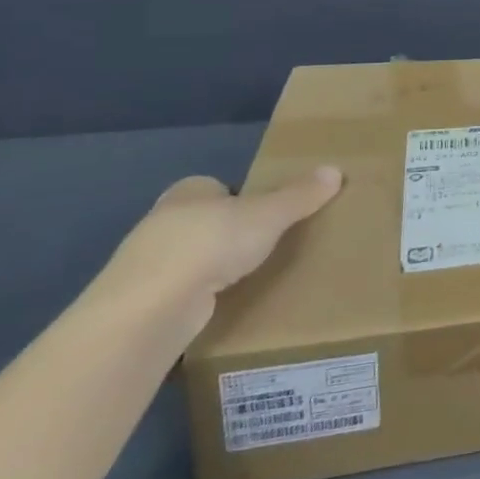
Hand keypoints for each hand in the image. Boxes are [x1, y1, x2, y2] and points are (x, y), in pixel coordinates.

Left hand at [93, 167, 344, 338]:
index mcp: (187, 192)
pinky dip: (200, 297)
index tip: (263, 211)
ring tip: (249, 277)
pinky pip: (181, 292)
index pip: (214, 186)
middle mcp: (161, 223)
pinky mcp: (143, 304)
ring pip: (189, 258)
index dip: (237, 196)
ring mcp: (146, 266)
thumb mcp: (268, 214)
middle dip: (226, 232)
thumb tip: (335, 170)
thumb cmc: (211, 243)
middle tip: (264, 243)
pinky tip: (223, 305)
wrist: (152, 307)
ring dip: (211, 267)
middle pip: (202, 220)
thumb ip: (300, 195)